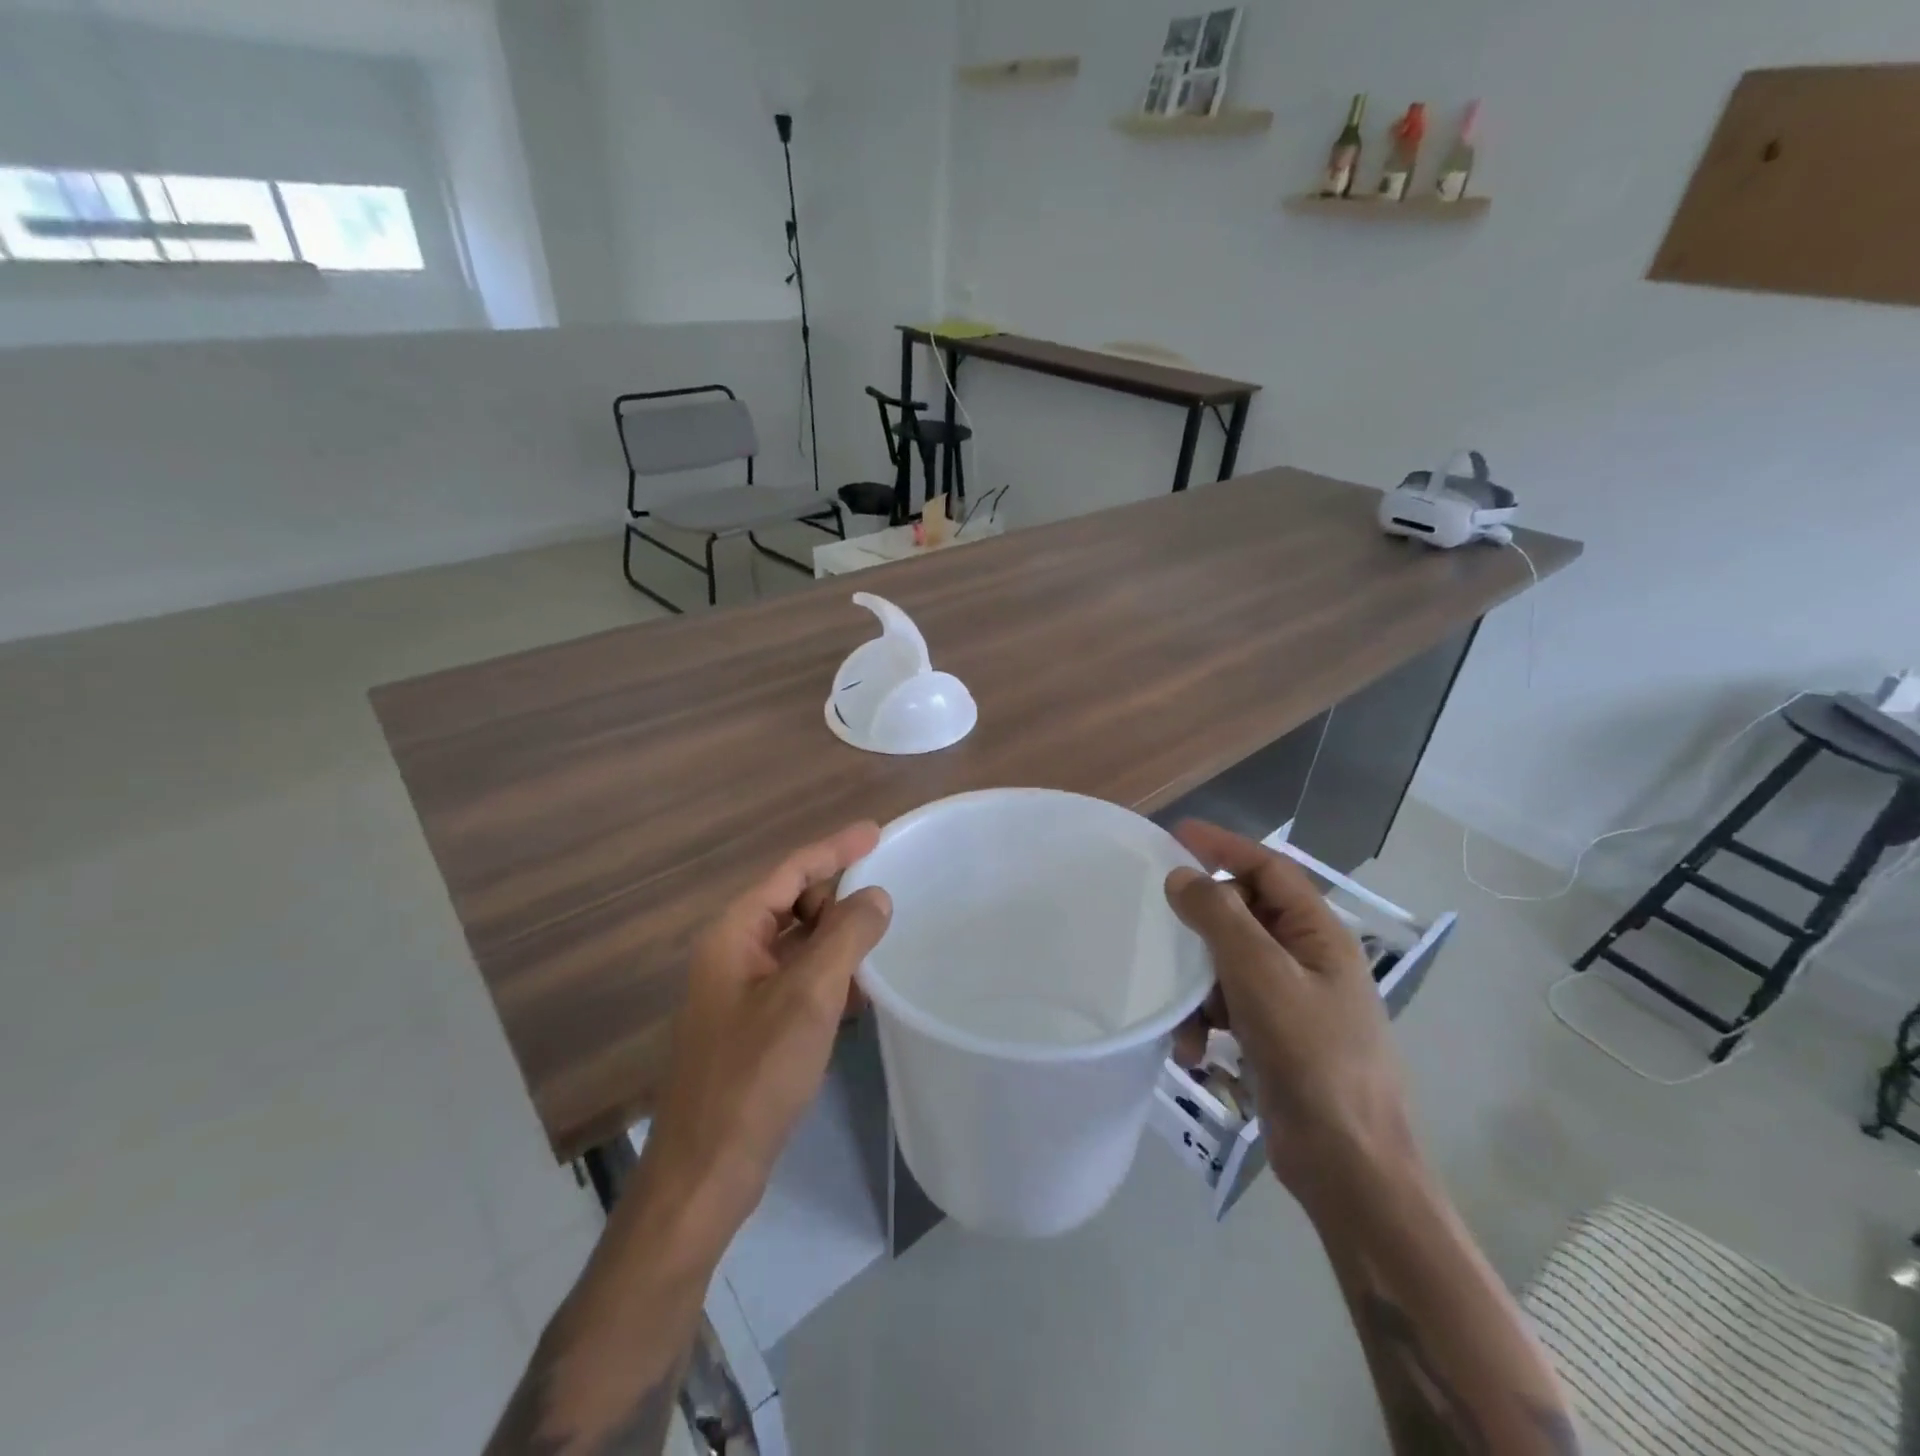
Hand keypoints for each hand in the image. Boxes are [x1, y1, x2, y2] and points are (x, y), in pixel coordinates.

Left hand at [645, 822, 891, 1231]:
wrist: (707, 1171)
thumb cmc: (755, 1075)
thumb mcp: (808, 996)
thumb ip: (846, 937)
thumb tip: (875, 896)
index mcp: (735, 934)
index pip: (791, 872)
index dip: (835, 848)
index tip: (877, 831)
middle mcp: (733, 954)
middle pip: (793, 904)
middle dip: (838, 898)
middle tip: (884, 905)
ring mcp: (740, 992)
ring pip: (799, 945)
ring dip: (837, 940)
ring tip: (881, 944)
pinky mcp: (753, 1026)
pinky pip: (798, 980)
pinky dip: (829, 977)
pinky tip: (860, 993)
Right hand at [1164, 821, 1417, 1212]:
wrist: (1348, 1167)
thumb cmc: (1313, 1059)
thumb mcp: (1261, 977)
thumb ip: (1219, 918)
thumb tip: (1182, 876)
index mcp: (1319, 935)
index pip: (1269, 870)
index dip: (1225, 847)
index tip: (1177, 835)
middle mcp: (1307, 960)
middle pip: (1245, 915)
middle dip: (1203, 925)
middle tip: (1162, 923)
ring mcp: (1291, 1001)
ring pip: (1229, 964)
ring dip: (1198, 985)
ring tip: (1183, 1017)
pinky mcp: (1273, 1037)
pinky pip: (1228, 1007)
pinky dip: (1204, 1021)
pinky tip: (1192, 1051)